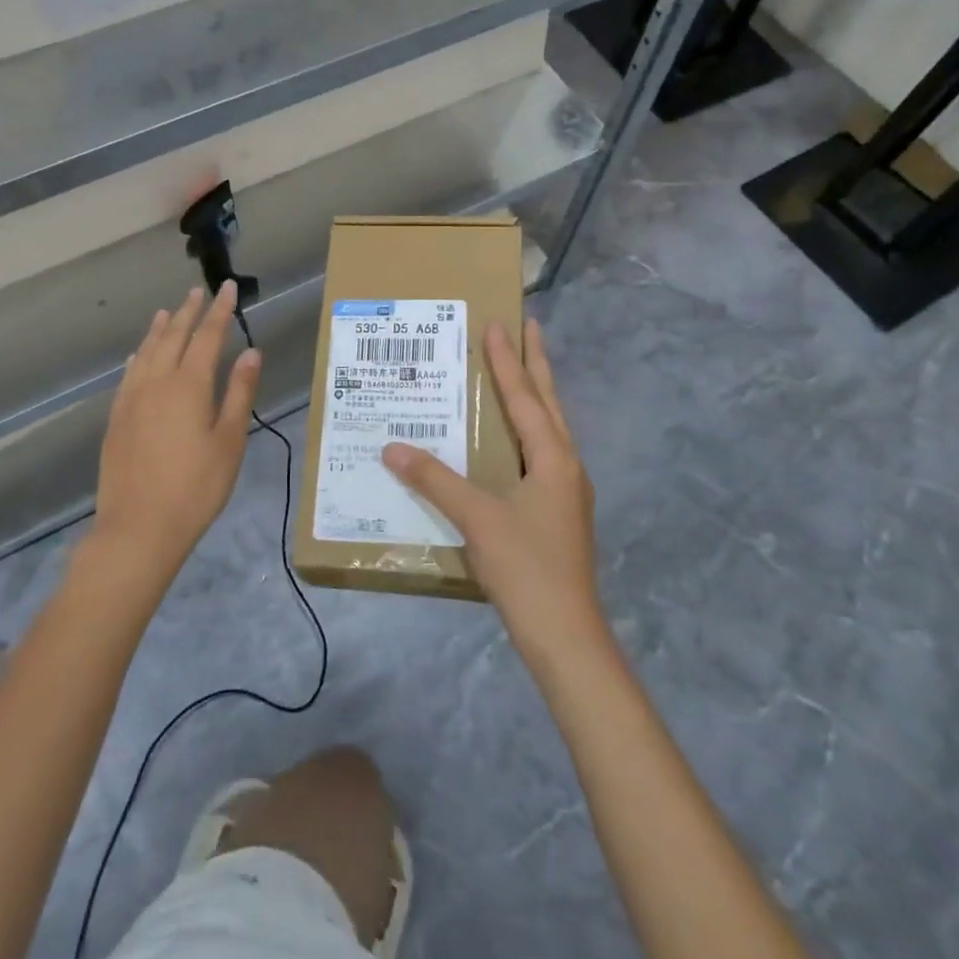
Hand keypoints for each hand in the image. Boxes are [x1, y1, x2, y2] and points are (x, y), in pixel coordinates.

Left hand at [93, 281, 261, 576]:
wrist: (138, 528)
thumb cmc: (195, 487)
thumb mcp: (229, 441)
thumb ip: (240, 393)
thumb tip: (251, 352)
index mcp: (189, 384)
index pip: (207, 335)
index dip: (219, 310)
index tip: (228, 288)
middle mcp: (157, 381)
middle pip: (173, 336)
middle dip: (188, 311)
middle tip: (199, 291)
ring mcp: (131, 399)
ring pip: (147, 351)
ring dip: (160, 328)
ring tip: (168, 311)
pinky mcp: (116, 418)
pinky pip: (129, 373)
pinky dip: (139, 355)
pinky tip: (139, 354)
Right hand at [383, 318, 599, 650]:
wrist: (566, 635)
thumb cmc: (526, 568)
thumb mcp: (477, 519)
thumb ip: (435, 480)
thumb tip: (392, 448)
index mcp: (553, 457)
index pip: (525, 396)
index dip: (508, 360)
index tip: (500, 322)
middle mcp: (565, 465)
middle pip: (548, 402)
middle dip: (537, 364)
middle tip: (530, 327)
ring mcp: (566, 490)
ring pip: (550, 428)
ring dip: (536, 395)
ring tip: (522, 371)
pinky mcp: (559, 512)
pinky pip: (543, 453)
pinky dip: (529, 431)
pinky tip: (514, 441)